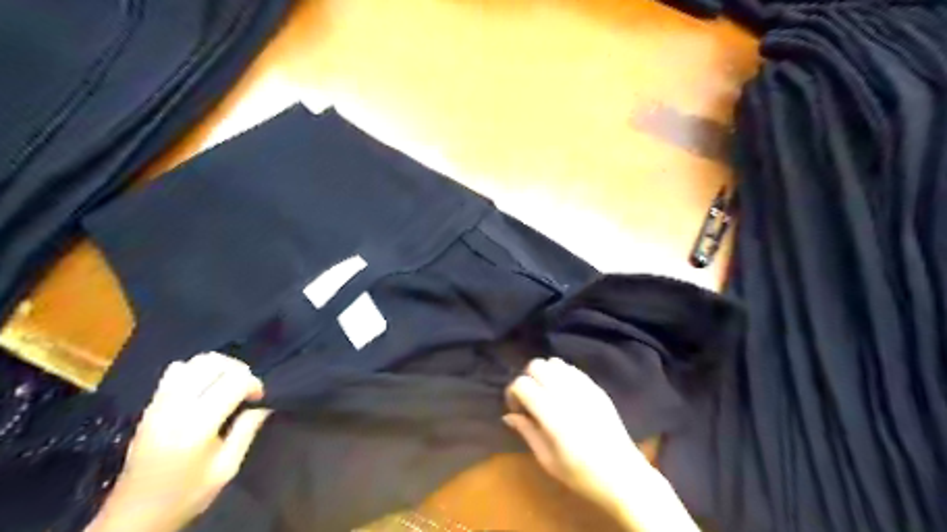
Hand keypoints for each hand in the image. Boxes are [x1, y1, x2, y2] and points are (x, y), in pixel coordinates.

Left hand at [87, 354, 268, 531]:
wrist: (134, 516)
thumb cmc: (186, 494)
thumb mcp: (226, 469)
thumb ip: (246, 431)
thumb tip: (263, 405)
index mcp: (197, 425)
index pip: (234, 381)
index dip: (254, 383)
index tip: (259, 399)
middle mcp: (176, 407)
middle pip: (213, 364)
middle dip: (238, 370)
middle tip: (246, 389)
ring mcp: (159, 404)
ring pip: (194, 362)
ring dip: (218, 367)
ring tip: (227, 384)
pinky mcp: (150, 406)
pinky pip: (175, 371)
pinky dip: (196, 370)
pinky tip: (204, 387)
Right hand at [506, 356, 697, 531]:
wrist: (624, 476)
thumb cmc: (582, 475)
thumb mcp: (548, 460)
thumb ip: (527, 432)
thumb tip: (509, 415)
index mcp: (553, 415)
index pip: (522, 384)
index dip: (513, 394)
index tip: (518, 411)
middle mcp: (567, 394)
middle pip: (536, 365)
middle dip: (528, 379)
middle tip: (530, 401)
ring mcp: (584, 388)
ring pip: (554, 362)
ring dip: (545, 375)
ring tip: (547, 395)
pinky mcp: (596, 388)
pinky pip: (572, 369)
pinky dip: (561, 375)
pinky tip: (564, 395)